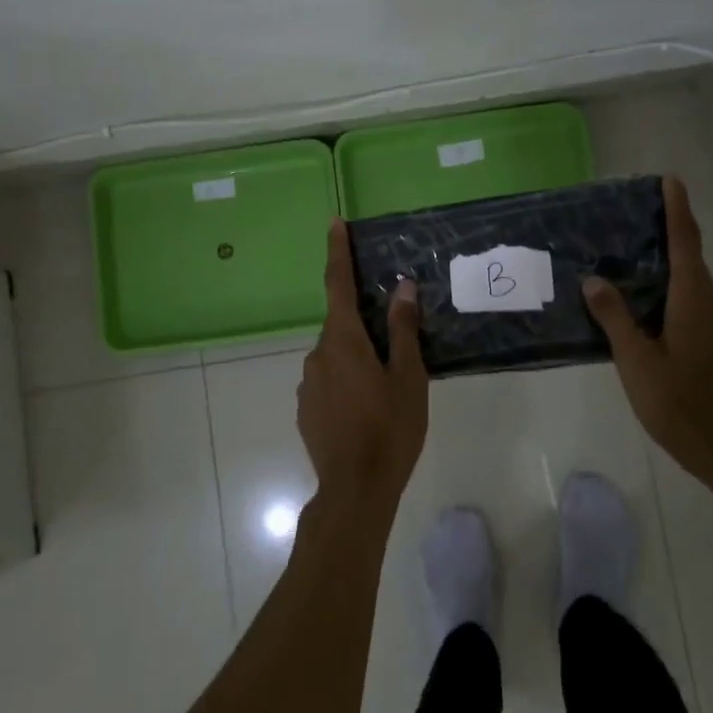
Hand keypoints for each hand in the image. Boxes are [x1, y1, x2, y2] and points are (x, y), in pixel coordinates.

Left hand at [296, 220, 428, 518]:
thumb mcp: (408, 377)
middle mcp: (317, 354)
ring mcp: (307, 383)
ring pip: (336, 356)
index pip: (338, 284)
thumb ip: (402, 329)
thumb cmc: (390, 429)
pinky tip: (365, 412)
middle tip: (395, 351)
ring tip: (385, 391)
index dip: (338, 252)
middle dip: (365, 327)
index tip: (335, 223)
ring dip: (357, 360)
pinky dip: (346, 383)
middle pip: (342, 325)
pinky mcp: (305, 408)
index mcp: (343, 340)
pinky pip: (328, 381)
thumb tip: (402, 286)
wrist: (355, 489)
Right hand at [582, 176, 712, 474]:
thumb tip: (594, 280)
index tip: (670, 180)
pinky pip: (696, 306)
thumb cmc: (679, 404)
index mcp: (695, 300)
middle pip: (690, 259)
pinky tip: (647, 312)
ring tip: (628, 267)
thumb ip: (615, 318)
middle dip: (666, 237)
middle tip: (629, 225)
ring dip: (666, 270)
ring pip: (692, 286)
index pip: (686, 242)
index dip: (677, 209)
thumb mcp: (637, 361)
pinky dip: (673, 296)